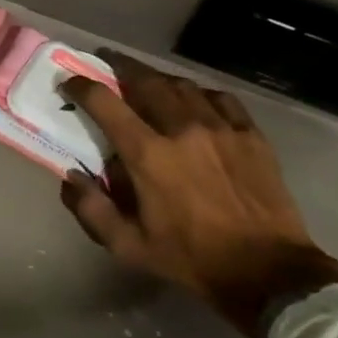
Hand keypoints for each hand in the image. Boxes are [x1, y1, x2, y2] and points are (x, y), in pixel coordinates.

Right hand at [60, 54, 337, 337]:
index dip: (82, 87)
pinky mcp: (250, 133)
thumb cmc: (190, 258)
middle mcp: (181, 128)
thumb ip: (91, 209)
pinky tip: (195, 103)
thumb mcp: (128, 246)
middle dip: (120, 68)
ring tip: (148, 83)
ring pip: (182, 85)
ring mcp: (220, 127)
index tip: (70, 83)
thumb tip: (71, 177)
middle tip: (108, 67)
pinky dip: (199, 94)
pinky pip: (219, 98)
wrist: (267, 271)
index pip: (105, 103)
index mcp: (148, 154)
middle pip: (145, 80)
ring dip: (158, 80)